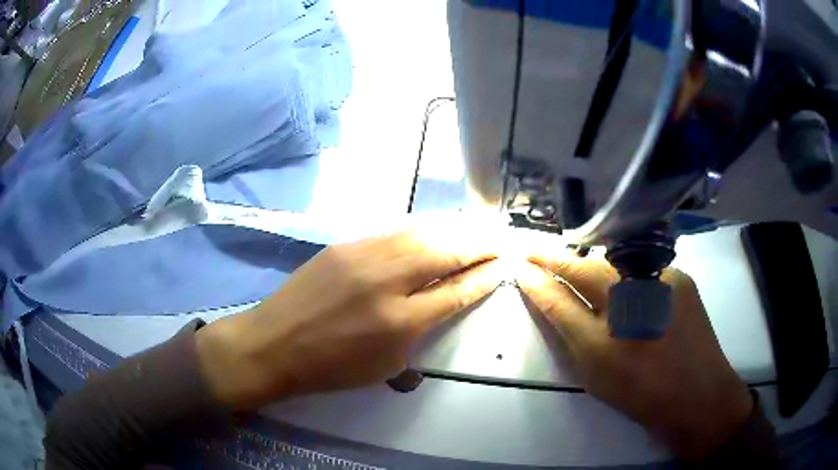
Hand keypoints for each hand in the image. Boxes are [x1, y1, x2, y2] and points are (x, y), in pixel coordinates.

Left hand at [196, 230, 501, 410]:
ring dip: (454, 231)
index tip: (505, 264)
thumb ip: (421, 330)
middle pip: (445, 252)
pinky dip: (422, 231)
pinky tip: (435, 231)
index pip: (456, 291)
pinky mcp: (345, 245)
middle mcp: (387, 281)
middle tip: (501, 239)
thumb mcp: (386, 364)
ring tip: (476, 229)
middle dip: (479, 243)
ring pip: (421, 234)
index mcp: (400, 322)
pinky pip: (394, 233)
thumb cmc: (331, 367)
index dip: (485, 275)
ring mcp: (363, 256)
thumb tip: (444, 299)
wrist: (275, 343)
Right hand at [517, 255, 753, 458]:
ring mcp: (665, 278)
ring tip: (586, 280)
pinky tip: (633, 293)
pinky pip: (645, 270)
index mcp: (613, 323)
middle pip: (591, 266)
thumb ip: (564, 322)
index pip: (565, 287)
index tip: (520, 260)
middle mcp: (639, 289)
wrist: (698, 395)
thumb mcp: (594, 365)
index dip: (541, 272)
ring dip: (598, 270)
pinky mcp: (683, 278)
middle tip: (542, 259)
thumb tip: (537, 287)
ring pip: (619, 266)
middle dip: (564, 262)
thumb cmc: (641, 391)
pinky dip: (630, 277)